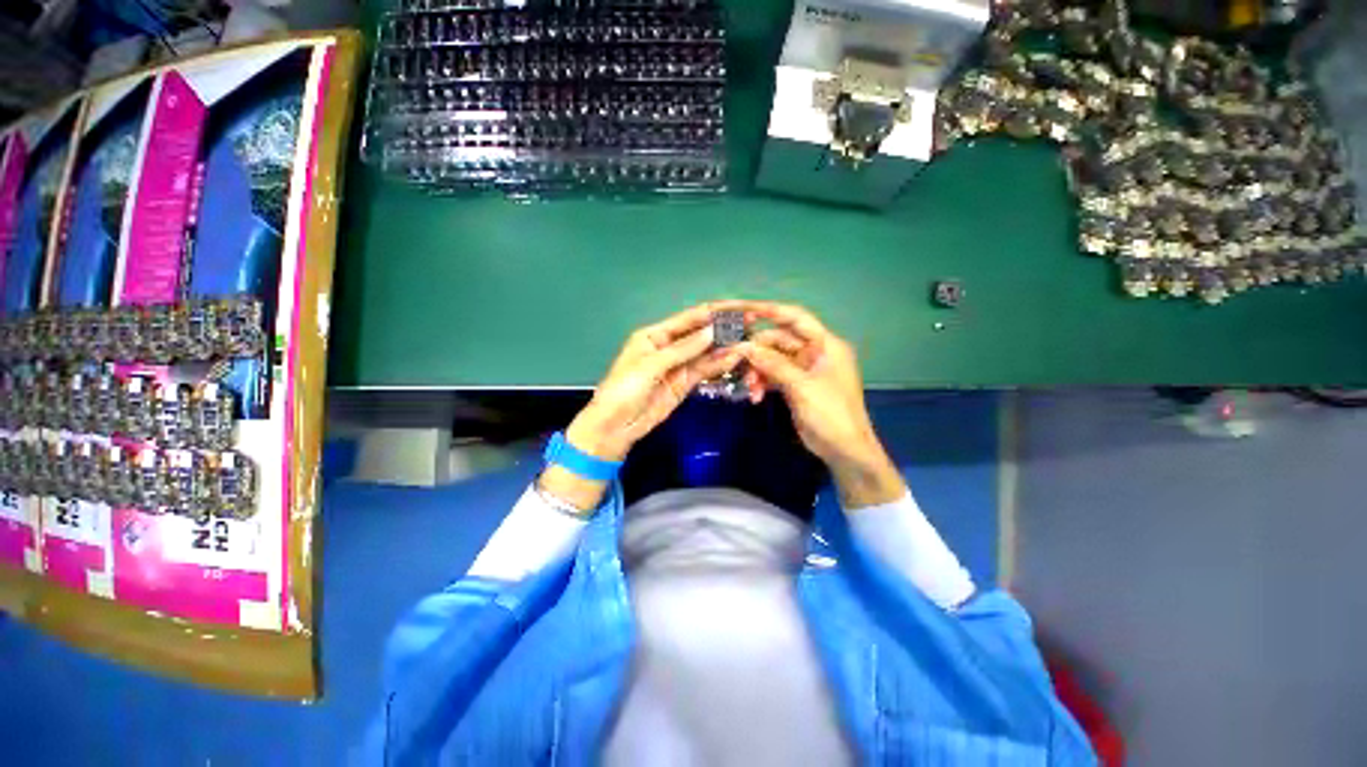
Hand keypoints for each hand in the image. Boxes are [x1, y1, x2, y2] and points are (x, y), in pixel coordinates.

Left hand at [541, 304, 741, 510]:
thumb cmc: (624, 389)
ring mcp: (678, 366)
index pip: (689, 318)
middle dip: (723, 328)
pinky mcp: (684, 384)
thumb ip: (683, 349)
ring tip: (749, 341)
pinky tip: (734, 359)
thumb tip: (712, 330)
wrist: (615, 427)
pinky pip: (704, 371)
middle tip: (751, 324)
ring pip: (705, 353)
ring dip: (725, 347)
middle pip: (700, 334)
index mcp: (655, 335)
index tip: (739, 308)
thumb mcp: (650, 365)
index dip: (714, 312)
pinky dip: (718, 365)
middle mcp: (669, 346)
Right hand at [735, 302, 905, 508]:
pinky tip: (755, 396)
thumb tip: (744, 347)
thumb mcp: (802, 387)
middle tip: (738, 363)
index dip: (771, 311)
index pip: (796, 318)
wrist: (844, 451)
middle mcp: (814, 352)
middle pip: (779, 340)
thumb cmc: (831, 414)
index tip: (745, 310)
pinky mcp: (795, 385)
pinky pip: (773, 375)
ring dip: (758, 371)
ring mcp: (804, 369)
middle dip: (758, 352)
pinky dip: (763, 383)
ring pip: (773, 359)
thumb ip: (773, 365)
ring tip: (750, 389)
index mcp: (825, 345)